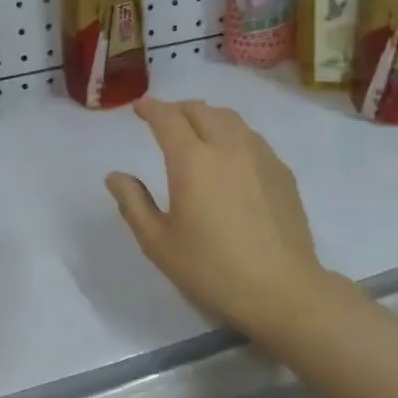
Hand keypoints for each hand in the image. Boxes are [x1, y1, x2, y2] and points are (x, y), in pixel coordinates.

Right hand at [106, 98, 330, 341]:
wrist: (282, 290)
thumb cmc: (212, 270)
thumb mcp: (159, 243)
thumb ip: (134, 204)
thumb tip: (116, 177)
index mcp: (192, 161)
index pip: (168, 118)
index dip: (151, 108)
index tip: (139, 108)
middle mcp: (227, 147)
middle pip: (200, 110)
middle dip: (177, 109)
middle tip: (164, 121)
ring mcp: (260, 156)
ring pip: (230, 118)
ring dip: (207, 117)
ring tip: (197, 132)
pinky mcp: (282, 171)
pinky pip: (251, 137)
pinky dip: (232, 134)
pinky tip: (230, 157)